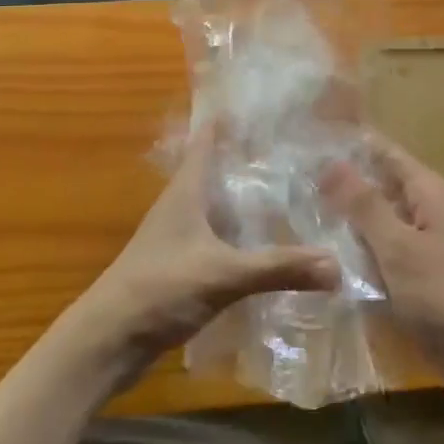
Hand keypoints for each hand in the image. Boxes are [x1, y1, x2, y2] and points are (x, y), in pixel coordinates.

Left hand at [65, 132, 340, 383]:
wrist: (107, 342)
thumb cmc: (159, 289)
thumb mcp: (223, 274)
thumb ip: (278, 268)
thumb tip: (337, 264)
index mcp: (187, 190)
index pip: (208, 138)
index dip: (231, 118)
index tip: (264, 101)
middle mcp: (182, 205)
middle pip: (218, 169)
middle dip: (250, 157)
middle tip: (296, 146)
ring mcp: (180, 237)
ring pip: (220, 206)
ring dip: (247, 198)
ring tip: (291, 191)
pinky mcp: (181, 267)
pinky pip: (219, 239)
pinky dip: (242, 236)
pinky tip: (268, 247)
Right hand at [322, 135, 443, 409]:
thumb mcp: (398, 246)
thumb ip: (363, 204)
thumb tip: (329, 161)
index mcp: (428, 192)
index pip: (383, 152)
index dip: (349, 142)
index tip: (307, 139)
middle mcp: (427, 211)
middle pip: (378, 186)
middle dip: (341, 184)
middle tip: (291, 181)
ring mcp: (424, 246)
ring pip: (377, 222)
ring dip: (346, 222)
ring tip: (297, 216)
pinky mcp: (419, 278)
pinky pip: (382, 254)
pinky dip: (359, 254)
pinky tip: (325, 259)